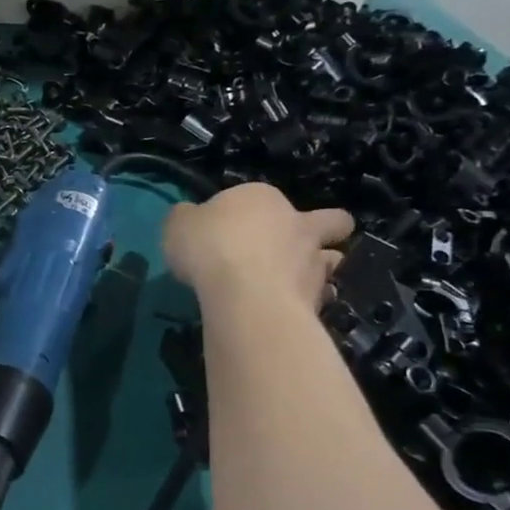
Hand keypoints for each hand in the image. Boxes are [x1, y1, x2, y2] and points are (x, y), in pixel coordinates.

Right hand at [163, 182, 352, 310]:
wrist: (243, 294)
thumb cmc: (209, 248)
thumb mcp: (178, 226)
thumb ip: (186, 219)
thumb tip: (190, 217)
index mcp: (262, 198)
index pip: (258, 198)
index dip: (246, 214)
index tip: (227, 234)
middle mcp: (297, 223)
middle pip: (328, 220)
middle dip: (323, 230)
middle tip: (298, 249)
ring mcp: (314, 261)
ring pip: (332, 259)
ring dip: (319, 269)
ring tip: (295, 284)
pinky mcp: (318, 297)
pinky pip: (322, 297)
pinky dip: (311, 302)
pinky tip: (292, 311)